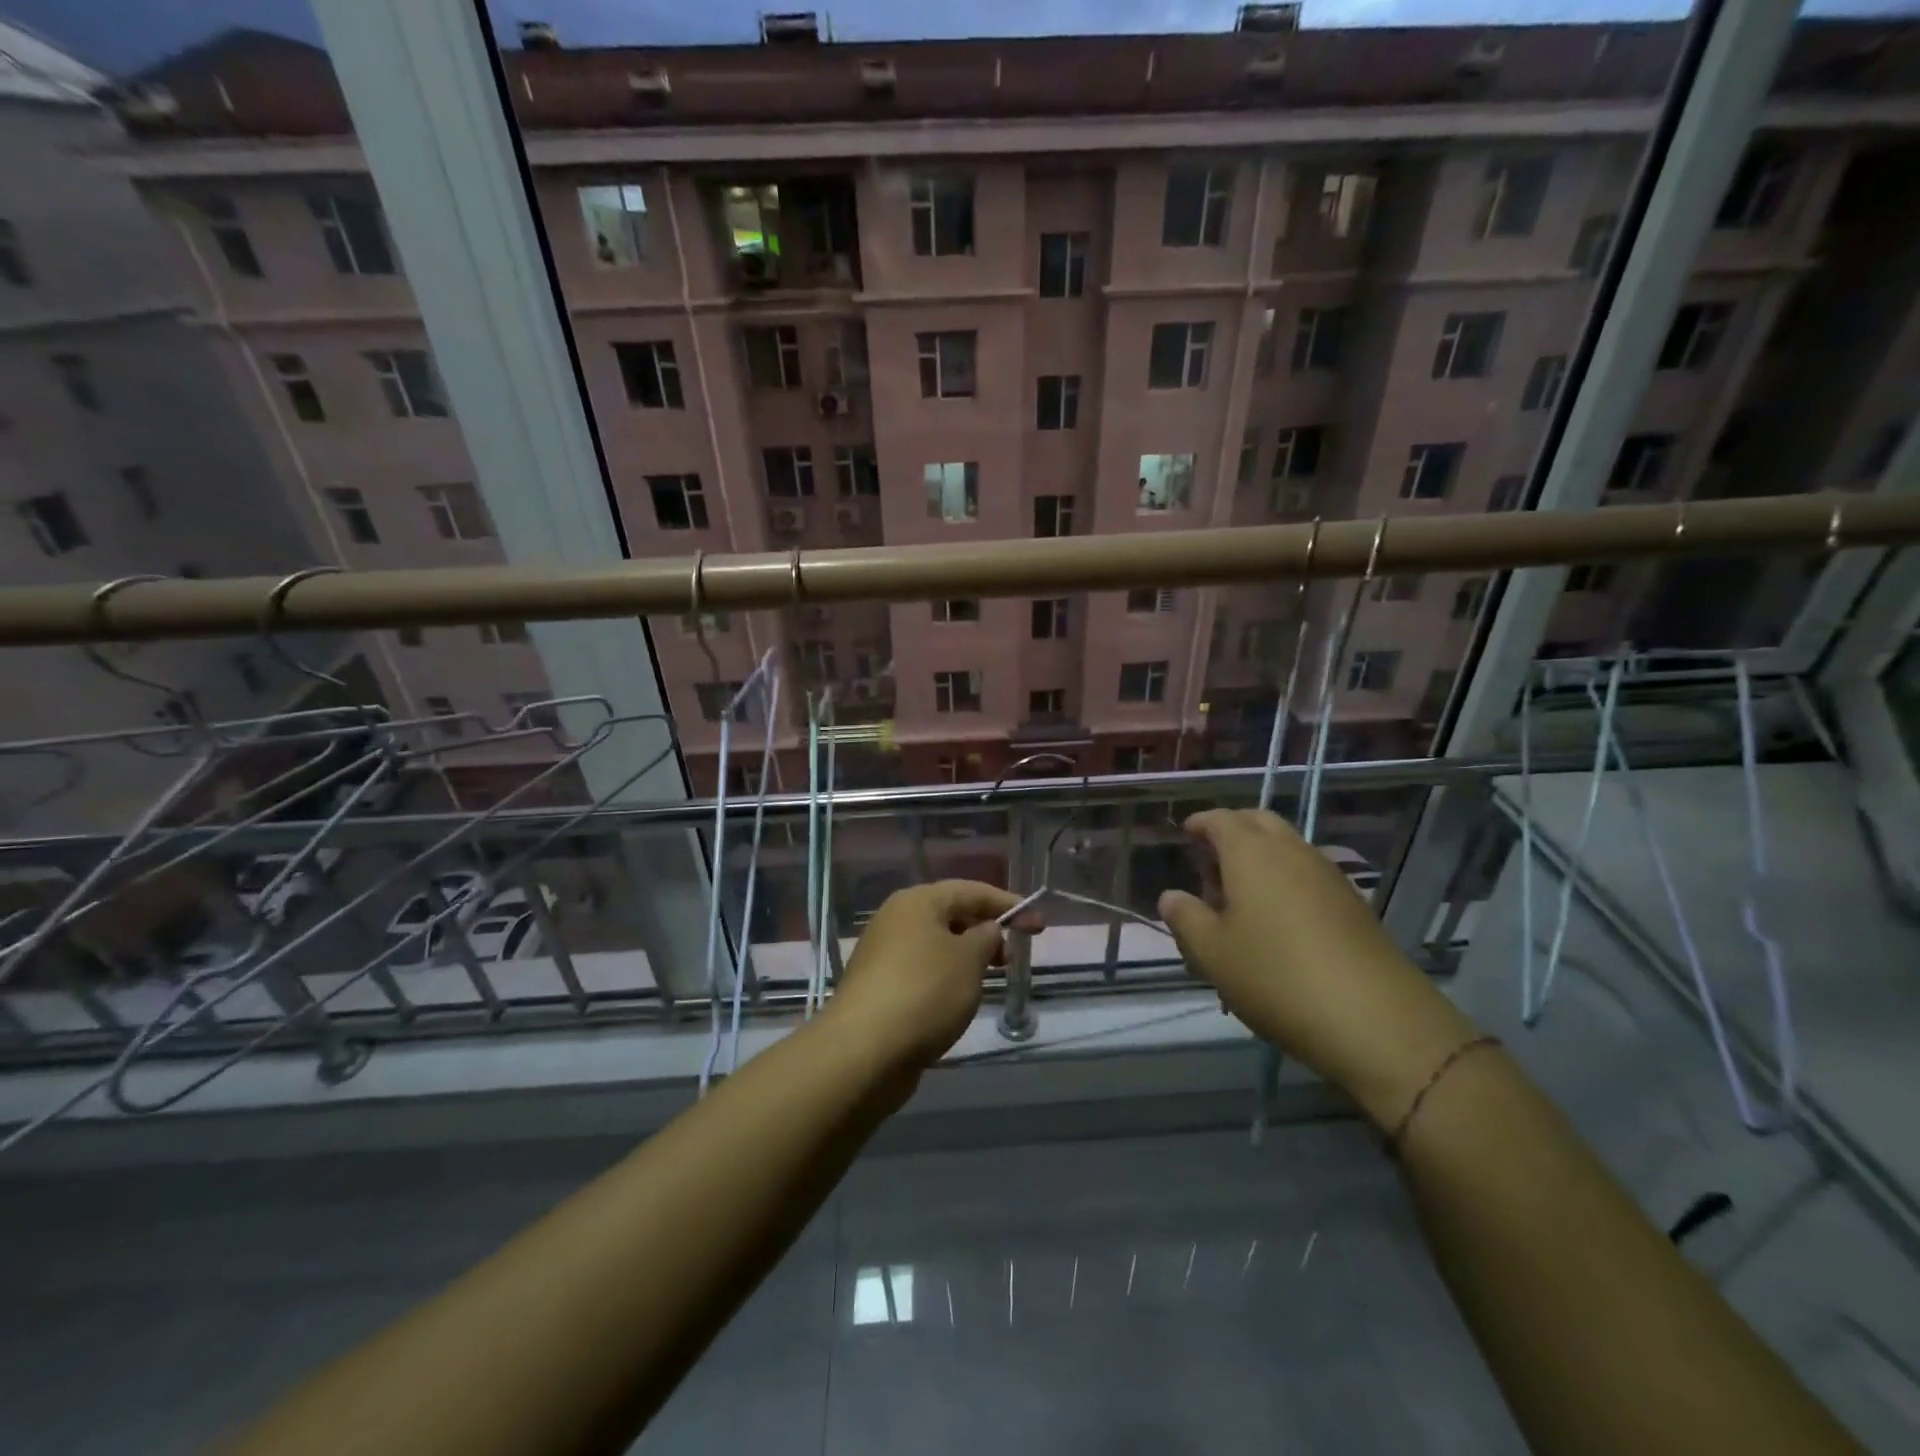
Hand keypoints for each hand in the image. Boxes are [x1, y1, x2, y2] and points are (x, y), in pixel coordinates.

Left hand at [830, 880, 1041, 1069]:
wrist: (863, 1051)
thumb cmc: (924, 993)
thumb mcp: (968, 960)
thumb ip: (986, 937)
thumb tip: (985, 931)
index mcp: (917, 902)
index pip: (971, 890)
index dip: (1008, 904)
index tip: (1039, 925)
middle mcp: (896, 920)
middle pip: (951, 915)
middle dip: (986, 932)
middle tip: (1010, 959)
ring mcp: (884, 954)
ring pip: (937, 946)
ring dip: (966, 958)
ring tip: (987, 982)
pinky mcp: (880, 987)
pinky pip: (923, 972)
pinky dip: (946, 979)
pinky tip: (957, 1002)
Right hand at [1156, 809, 1475, 1125]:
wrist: (1375, 1020)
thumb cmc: (1275, 976)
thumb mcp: (1212, 953)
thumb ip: (1185, 918)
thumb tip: (1171, 896)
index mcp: (1252, 853)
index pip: (1221, 819)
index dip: (1200, 823)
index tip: (1185, 834)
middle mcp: (1292, 852)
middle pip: (1259, 822)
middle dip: (1232, 832)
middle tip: (1210, 863)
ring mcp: (1329, 876)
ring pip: (1287, 848)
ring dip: (1260, 858)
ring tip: (1239, 899)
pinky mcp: (1354, 905)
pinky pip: (1308, 875)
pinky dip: (1286, 880)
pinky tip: (1277, 922)